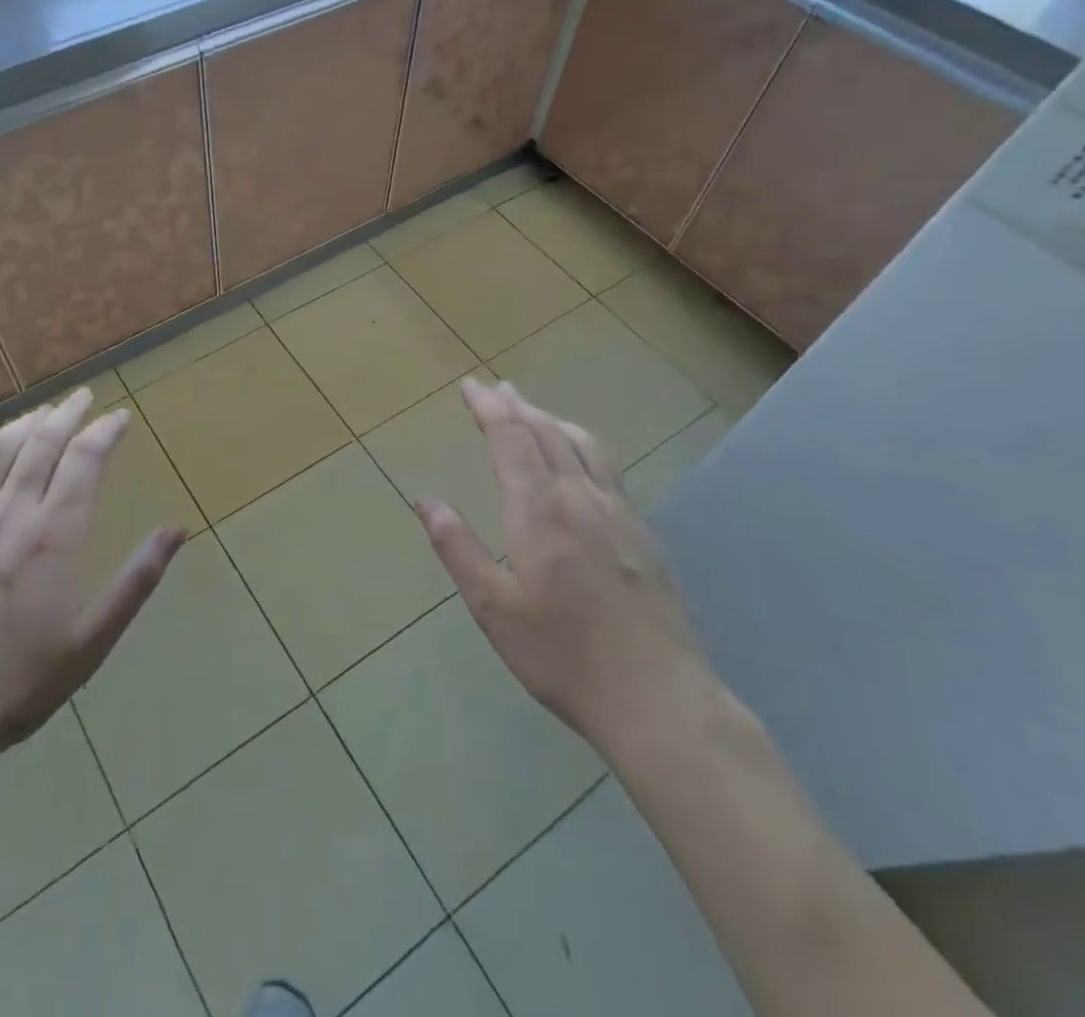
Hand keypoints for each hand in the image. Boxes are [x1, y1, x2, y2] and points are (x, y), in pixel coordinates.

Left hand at [0, 387, 184, 761]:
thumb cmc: (18, 684)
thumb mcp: (91, 640)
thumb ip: (136, 581)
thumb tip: (177, 531)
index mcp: (54, 536)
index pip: (84, 462)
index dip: (105, 432)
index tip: (120, 417)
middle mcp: (9, 515)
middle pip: (40, 446)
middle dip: (66, 415)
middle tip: (82, 396)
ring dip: (22, 426)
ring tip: (40, 412)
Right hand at [412, 379, 716, 757]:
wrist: (658, 698)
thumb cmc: (561, 655)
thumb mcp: (493, 608)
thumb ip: (458, 548)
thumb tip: (426, 500)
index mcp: (538, 509)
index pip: (511, 437)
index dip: (489, 407)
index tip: (471, 386)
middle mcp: (580, 497)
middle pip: (547, 432)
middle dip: (517, 405)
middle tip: (497, 388)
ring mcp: (619, 513)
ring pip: (583, 445)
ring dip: (553, 420)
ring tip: (534, 412)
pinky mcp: (644, 534)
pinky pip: (607, 469)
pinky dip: (582, 446)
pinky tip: (580, 463)